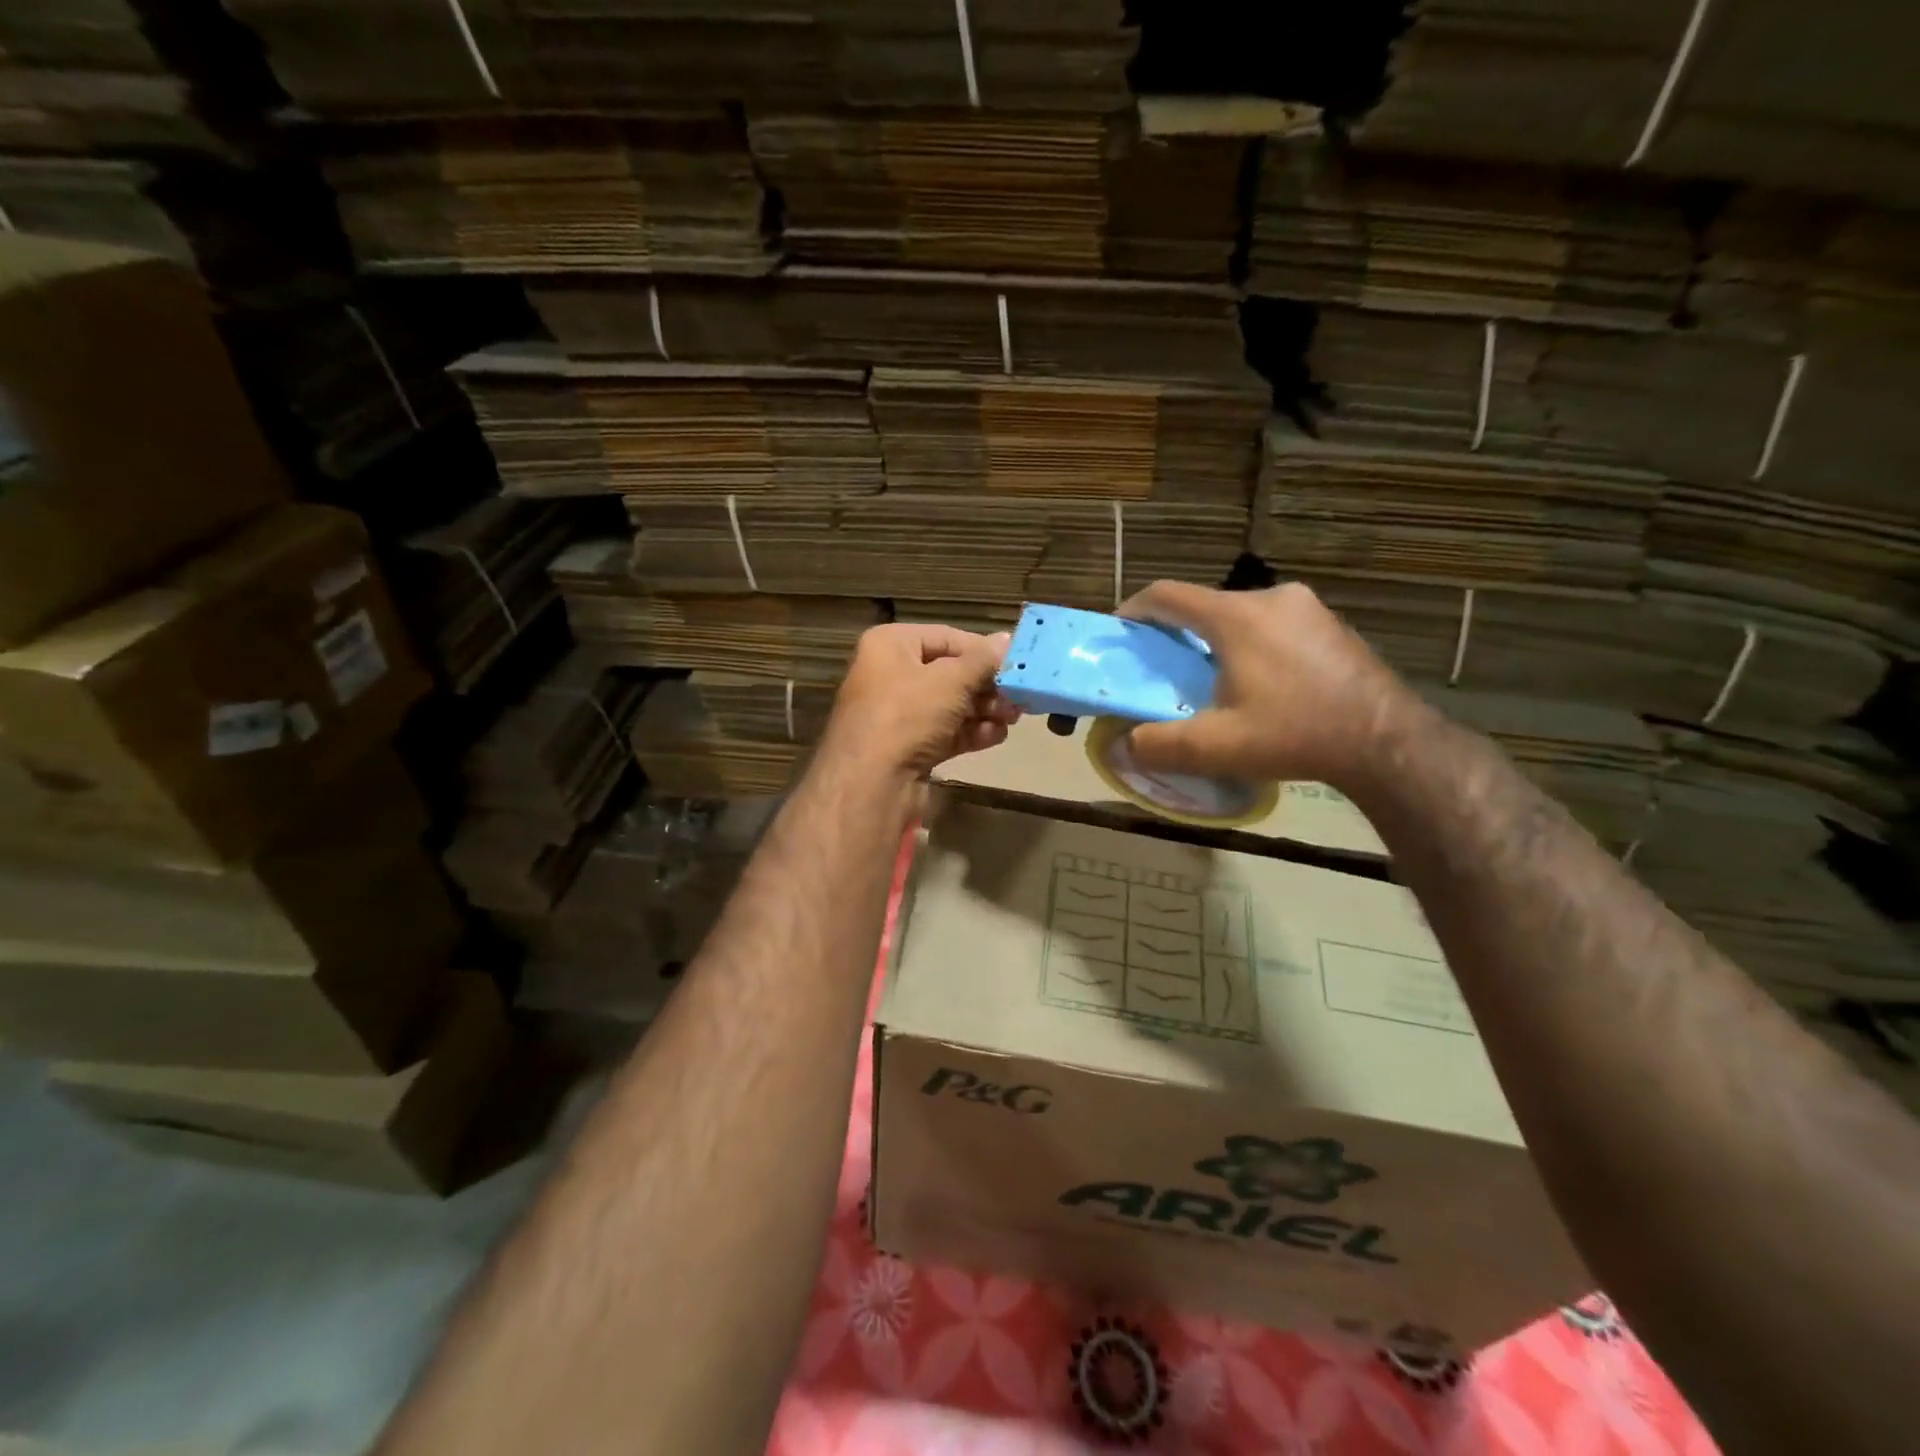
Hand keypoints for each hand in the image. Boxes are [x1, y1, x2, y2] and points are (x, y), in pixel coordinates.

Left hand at [822, 624, 1019, 778]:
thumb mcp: (951, 681)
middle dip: (986, 686)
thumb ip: (983, 661)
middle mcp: (890, 674)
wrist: (871, 783)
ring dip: (984, 711)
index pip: (946, 637)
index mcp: (890, 645)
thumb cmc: (908, 715)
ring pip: (950, 705)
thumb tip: (1007, 640)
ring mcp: (897, 714)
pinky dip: (970, 733)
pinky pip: (944, 732)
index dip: (982, 650)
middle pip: (950, 673)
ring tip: (1012, 718)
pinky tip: (995, 736)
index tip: (1015, 663)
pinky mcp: (907, 746)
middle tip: (1019, 697)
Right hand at [1116, 580, 1420, 791]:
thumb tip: (1123, 745)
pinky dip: (1253, 645)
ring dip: (1218, 641)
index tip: (1120, 633)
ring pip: (1241, 615)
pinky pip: (1274, 625)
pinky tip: (1263, 685)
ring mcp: (1307, 607)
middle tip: (1167, 671)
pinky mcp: (1331, 624)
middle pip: (1205, 605)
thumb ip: (1160, 744)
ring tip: (1214, 682)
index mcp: (1236, 616)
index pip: (1167, 595)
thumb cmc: (1296, 734)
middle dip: (1178, 633)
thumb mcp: (1217, 747)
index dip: (1134, 610)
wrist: (1387, 741)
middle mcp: (1271, 597)